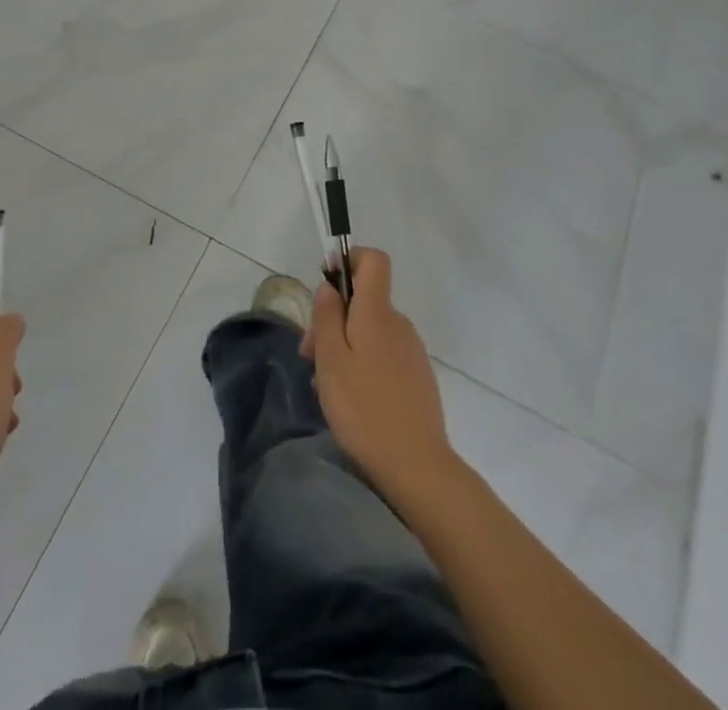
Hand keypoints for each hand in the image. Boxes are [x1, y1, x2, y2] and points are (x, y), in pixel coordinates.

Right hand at [302, 250, 456, 497]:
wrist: (417, 466)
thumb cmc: (365, 409)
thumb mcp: (331, 361)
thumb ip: (327, 317)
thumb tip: (329, 286)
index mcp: (378, 312)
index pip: (374, 260)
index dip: (349, 260)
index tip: (325, 284)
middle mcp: (398, 323)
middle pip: (364, 300)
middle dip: (333, 318)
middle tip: (310, 357)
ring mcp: (411, 350)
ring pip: (370, 330)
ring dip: (344, 346)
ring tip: (326, 386)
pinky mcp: (416, 375)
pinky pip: (383, 353)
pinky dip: (362, 363)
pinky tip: (350, 399)